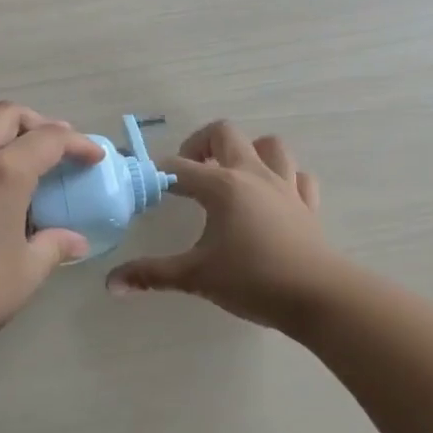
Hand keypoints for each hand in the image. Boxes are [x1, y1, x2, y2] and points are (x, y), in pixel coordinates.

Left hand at [0, 102, 105, 360]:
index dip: (77, 143)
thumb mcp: (27, 271)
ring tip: (21, 161)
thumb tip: (76, 240)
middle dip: (37, 123)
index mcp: (3, 172)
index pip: (48, 139)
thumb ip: (54, 246)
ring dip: (3, 132)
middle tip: (57, 149)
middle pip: (6, 115)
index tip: (94, 157)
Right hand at [105, 120, 342, 334]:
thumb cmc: (253, 280)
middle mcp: (252, 175)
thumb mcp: (195, 277)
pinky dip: (282, 178)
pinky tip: (270, 197)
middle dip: (201, 145)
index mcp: (221, 186)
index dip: (157, 174)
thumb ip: (152, 275)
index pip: (178, 168)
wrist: (320, 298)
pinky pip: (297, 176)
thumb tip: (111, 283)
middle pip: (224, 134)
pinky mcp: (308, 204)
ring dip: (247, 152)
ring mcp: (285, 186)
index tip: (146, 189)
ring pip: (269, 145)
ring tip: (230, 176)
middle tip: (189, 173)